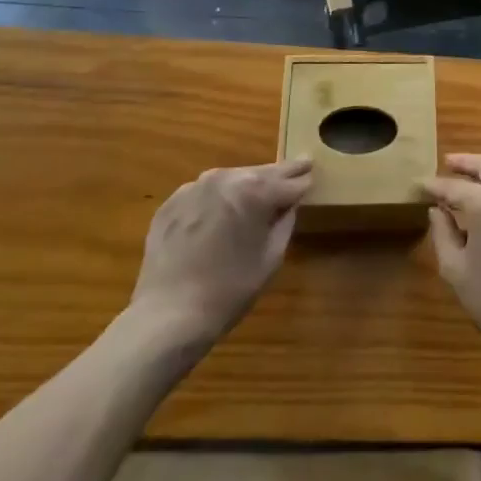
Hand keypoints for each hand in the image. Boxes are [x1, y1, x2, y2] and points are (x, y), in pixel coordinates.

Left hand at [132, 160, 312, 342]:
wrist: (168, 315)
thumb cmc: (229, 291)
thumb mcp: (271, 258)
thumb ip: (284, 222)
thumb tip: (288, 204)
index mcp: (254, 191)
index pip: (288, 180)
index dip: (303, 179)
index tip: (312, 171)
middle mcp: (225, 178)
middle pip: (260, 173)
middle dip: (279, 174)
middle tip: (298, 165)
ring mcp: (194, 187)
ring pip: (231, 179)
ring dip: (247, 184)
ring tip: (259, 191)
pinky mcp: (172, 202)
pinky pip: (204, 193)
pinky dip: (217, 198)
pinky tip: (221, 211)